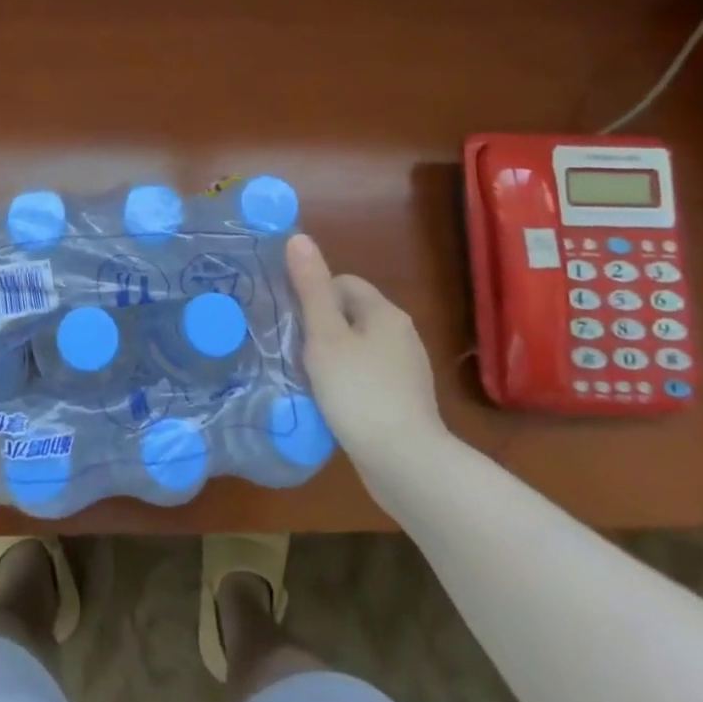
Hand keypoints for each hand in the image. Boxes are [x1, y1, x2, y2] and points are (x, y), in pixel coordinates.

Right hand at [287, 233, 448, 482]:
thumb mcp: (325, 336)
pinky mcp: (405, 400)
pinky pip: (368, 376)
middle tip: (297, 352)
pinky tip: (334, 404)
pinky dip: (349, 383)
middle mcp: (402, 334)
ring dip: (333, 358)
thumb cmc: (359, 391)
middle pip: (350, 315)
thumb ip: (310, 287)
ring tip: (310, 379)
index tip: (295, 324)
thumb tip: (298, 237)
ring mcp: (407, 370)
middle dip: (321, 329)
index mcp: (385, 312)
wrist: (406, 464)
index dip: (314, 297)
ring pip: (358, 347)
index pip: (343, 283)